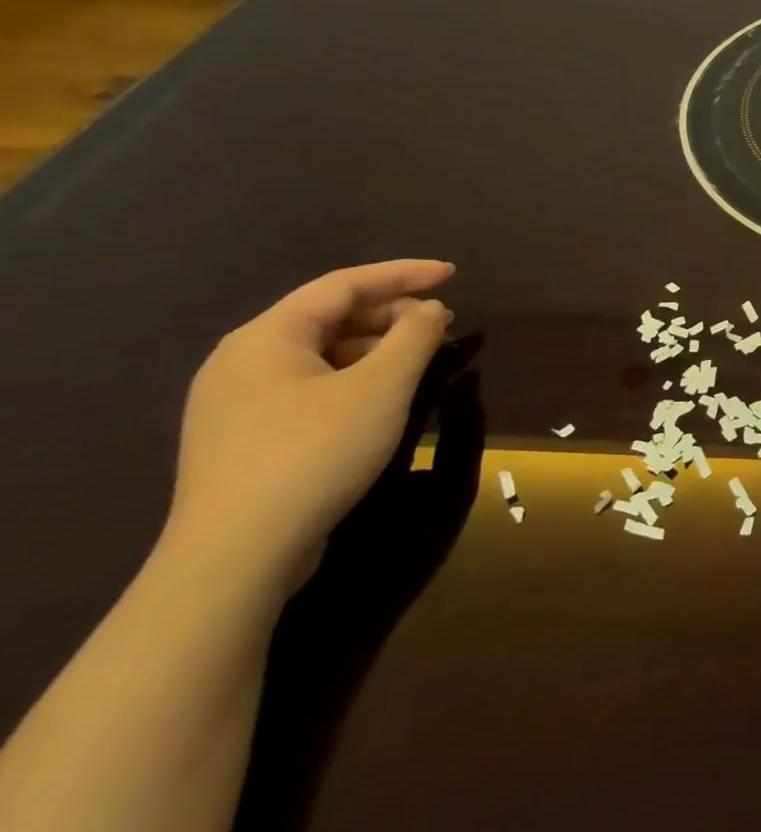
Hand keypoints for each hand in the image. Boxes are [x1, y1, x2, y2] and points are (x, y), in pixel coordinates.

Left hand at [165, 260, 455, 595]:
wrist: (236, 558)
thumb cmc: (314, 453)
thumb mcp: (382, 387)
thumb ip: (415, 336)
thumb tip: (431, 310)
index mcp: (266, 338)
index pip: (343, 285)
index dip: (403, 274)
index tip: (453, 274)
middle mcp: (242, 362)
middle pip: (329, 317)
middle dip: (392, 314)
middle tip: (442, 323)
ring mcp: (237, 404)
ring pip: (321, 354)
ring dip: (377, 347)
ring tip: (422, 359)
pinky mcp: (245, 439)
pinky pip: (309, 385)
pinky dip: (354, 377)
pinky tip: (384, 397)